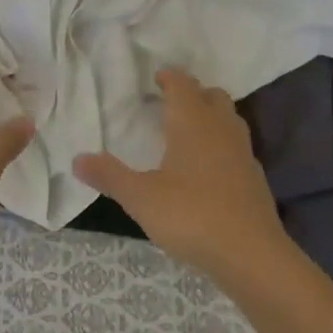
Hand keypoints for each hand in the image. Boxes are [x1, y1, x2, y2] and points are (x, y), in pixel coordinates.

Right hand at [74, 67, 292, 282]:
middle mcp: (221, 129)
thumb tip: (77, 159)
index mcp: (192, 123)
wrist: (251, 254)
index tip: (157, 77)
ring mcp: (243, 153)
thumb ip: (110, 176)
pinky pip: (236, 148)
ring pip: (229, 120)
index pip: (183, 85)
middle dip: (193, 94)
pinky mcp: (254, 178)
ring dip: (211, 117)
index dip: (170, 78)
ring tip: (188, 132)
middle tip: (171, 102)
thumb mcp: (141, 197)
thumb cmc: (191, 215)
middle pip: (212, 96)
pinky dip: (222, 146)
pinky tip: (207, 168)